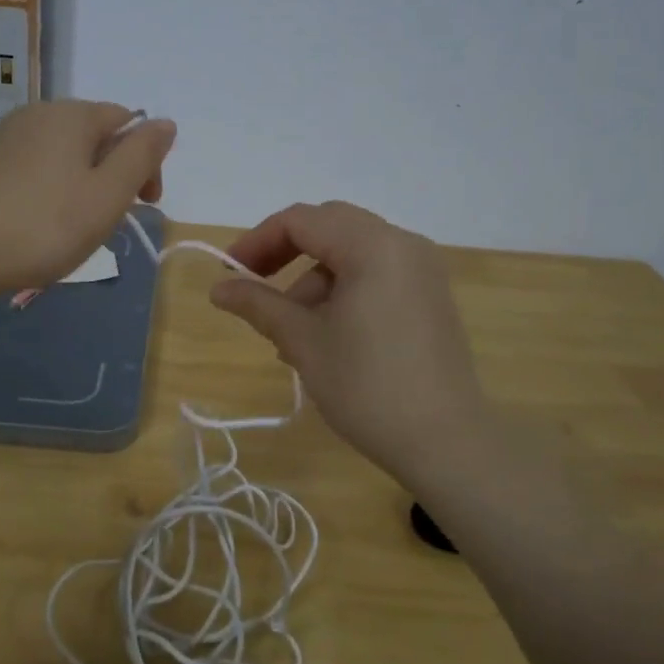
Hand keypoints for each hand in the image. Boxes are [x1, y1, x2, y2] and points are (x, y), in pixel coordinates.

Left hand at [0, 101, 175, 295]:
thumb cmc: (44, 226)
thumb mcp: (108, 196)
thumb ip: (141, 156)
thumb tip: (165, 123)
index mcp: (72, 115)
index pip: (128, 123)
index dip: (145, 163)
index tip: (144, 205)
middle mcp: (38, 113)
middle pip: (96, 136)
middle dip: (113, 174)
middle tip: (109, 221)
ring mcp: (7, 135)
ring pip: (65, 153)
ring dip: (83, 183)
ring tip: (75, 226)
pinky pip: (36, 166)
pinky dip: (51, 187)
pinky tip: (41, 221)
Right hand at [211, 202, 489, 481]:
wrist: (445, 442)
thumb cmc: (367, 386)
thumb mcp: (303, 341)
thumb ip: (258, 304)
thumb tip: (218, 289)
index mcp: (373, 245)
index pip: (302, 221)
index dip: (258, 241)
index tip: (229, 273)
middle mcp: (403, 244)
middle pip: (330, 227)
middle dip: (286, 254)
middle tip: (255, 288)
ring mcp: (422, 270)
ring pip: (352, 253)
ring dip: (314, 280)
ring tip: (291, 334)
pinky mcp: (430, 296)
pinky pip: (376, 274)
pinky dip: (343, 291)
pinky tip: (327, 336)